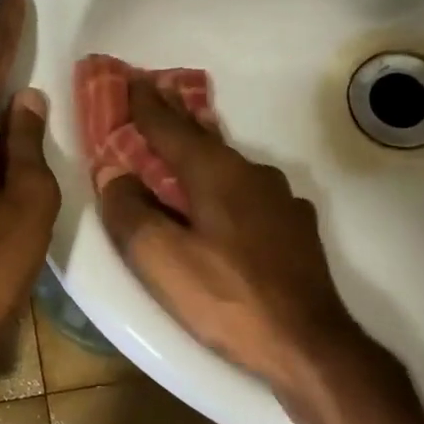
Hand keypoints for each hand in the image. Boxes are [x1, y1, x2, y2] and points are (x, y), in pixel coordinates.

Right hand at [98, 80, 361, 392]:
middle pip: (203, 138)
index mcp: (216, 174)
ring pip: (229, 165)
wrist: (309, 344)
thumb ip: (130, 212)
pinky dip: (224, 185)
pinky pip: (248, 192)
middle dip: (174, 118)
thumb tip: (114, 175)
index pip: (170, 128)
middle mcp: (251, 175)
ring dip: (200, 152)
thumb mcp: (162, 260)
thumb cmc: (227, 299)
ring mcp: (280, 200)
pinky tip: (223, 202)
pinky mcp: (294, 228)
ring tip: (181, 149)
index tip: (130, 79)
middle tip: (153, 95)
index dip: (145, 105)